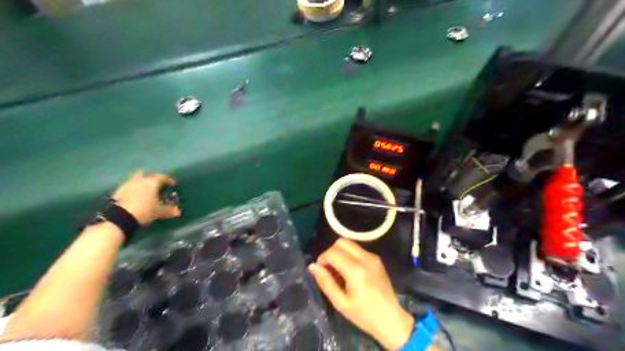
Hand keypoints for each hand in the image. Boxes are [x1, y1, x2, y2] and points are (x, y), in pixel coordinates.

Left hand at [111, 172, 181, 225]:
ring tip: (146, 190)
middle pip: (147, 174)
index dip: (169, 180)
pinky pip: (129, 186)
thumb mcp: (160, 212)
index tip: (172, 184)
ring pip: (136, 179)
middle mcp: (140, 180)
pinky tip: (136, 196)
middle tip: (157, 184)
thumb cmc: (145, 211)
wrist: (119, 218)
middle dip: (152, 177)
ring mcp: (127, 184)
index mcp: (152, 182)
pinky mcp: (118, 191)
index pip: (163, 177)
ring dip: (141, 182)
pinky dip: (134, 189)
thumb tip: (179, 212)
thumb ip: (170, 210)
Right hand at [309, 238, 413, 348]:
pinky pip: (358, 249)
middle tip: (329, 268)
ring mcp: (373, 257)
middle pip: (341, 242)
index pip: (332, 252)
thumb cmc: (364, 315)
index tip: (320, 270)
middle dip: (331, 252)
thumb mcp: (341, 303)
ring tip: (339, 270)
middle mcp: (365, 258)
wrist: (391, 319)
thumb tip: (312, 266)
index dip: (322, 258)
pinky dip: (349, 255)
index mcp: (355, 270)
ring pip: (350, 243)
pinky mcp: (377, 259)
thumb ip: (325, 282)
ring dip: (340, 252)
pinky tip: (350, 271)